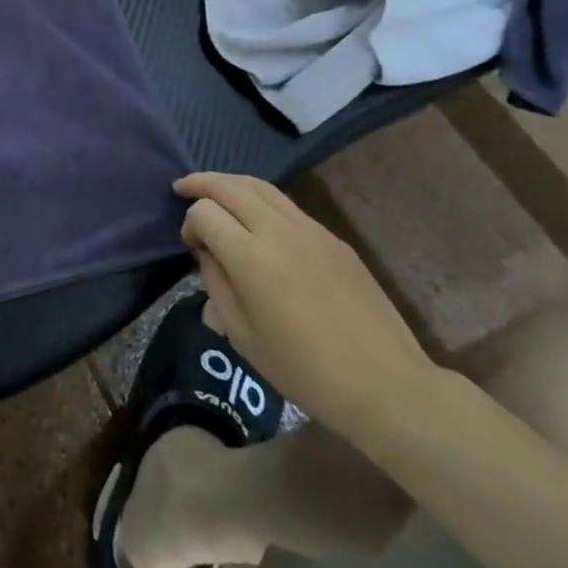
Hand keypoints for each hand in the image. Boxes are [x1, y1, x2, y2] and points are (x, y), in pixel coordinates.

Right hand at [176, 172, 437, 439]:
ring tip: (214, 190)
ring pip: (261, 186)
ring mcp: (311, 230)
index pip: (204, 212)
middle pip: (230, 186)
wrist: (386, 385)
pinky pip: (287, 205)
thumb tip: (208, 253)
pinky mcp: (334, 239)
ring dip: (231, 183)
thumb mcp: (242, 335)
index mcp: (251, 258)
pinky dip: (261, 200)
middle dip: (201, 182)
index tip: (191, 247)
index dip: (189, 224)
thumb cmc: (304, 370)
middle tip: (181, 187)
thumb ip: (216, 284)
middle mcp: (279, 231)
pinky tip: (256, 219)